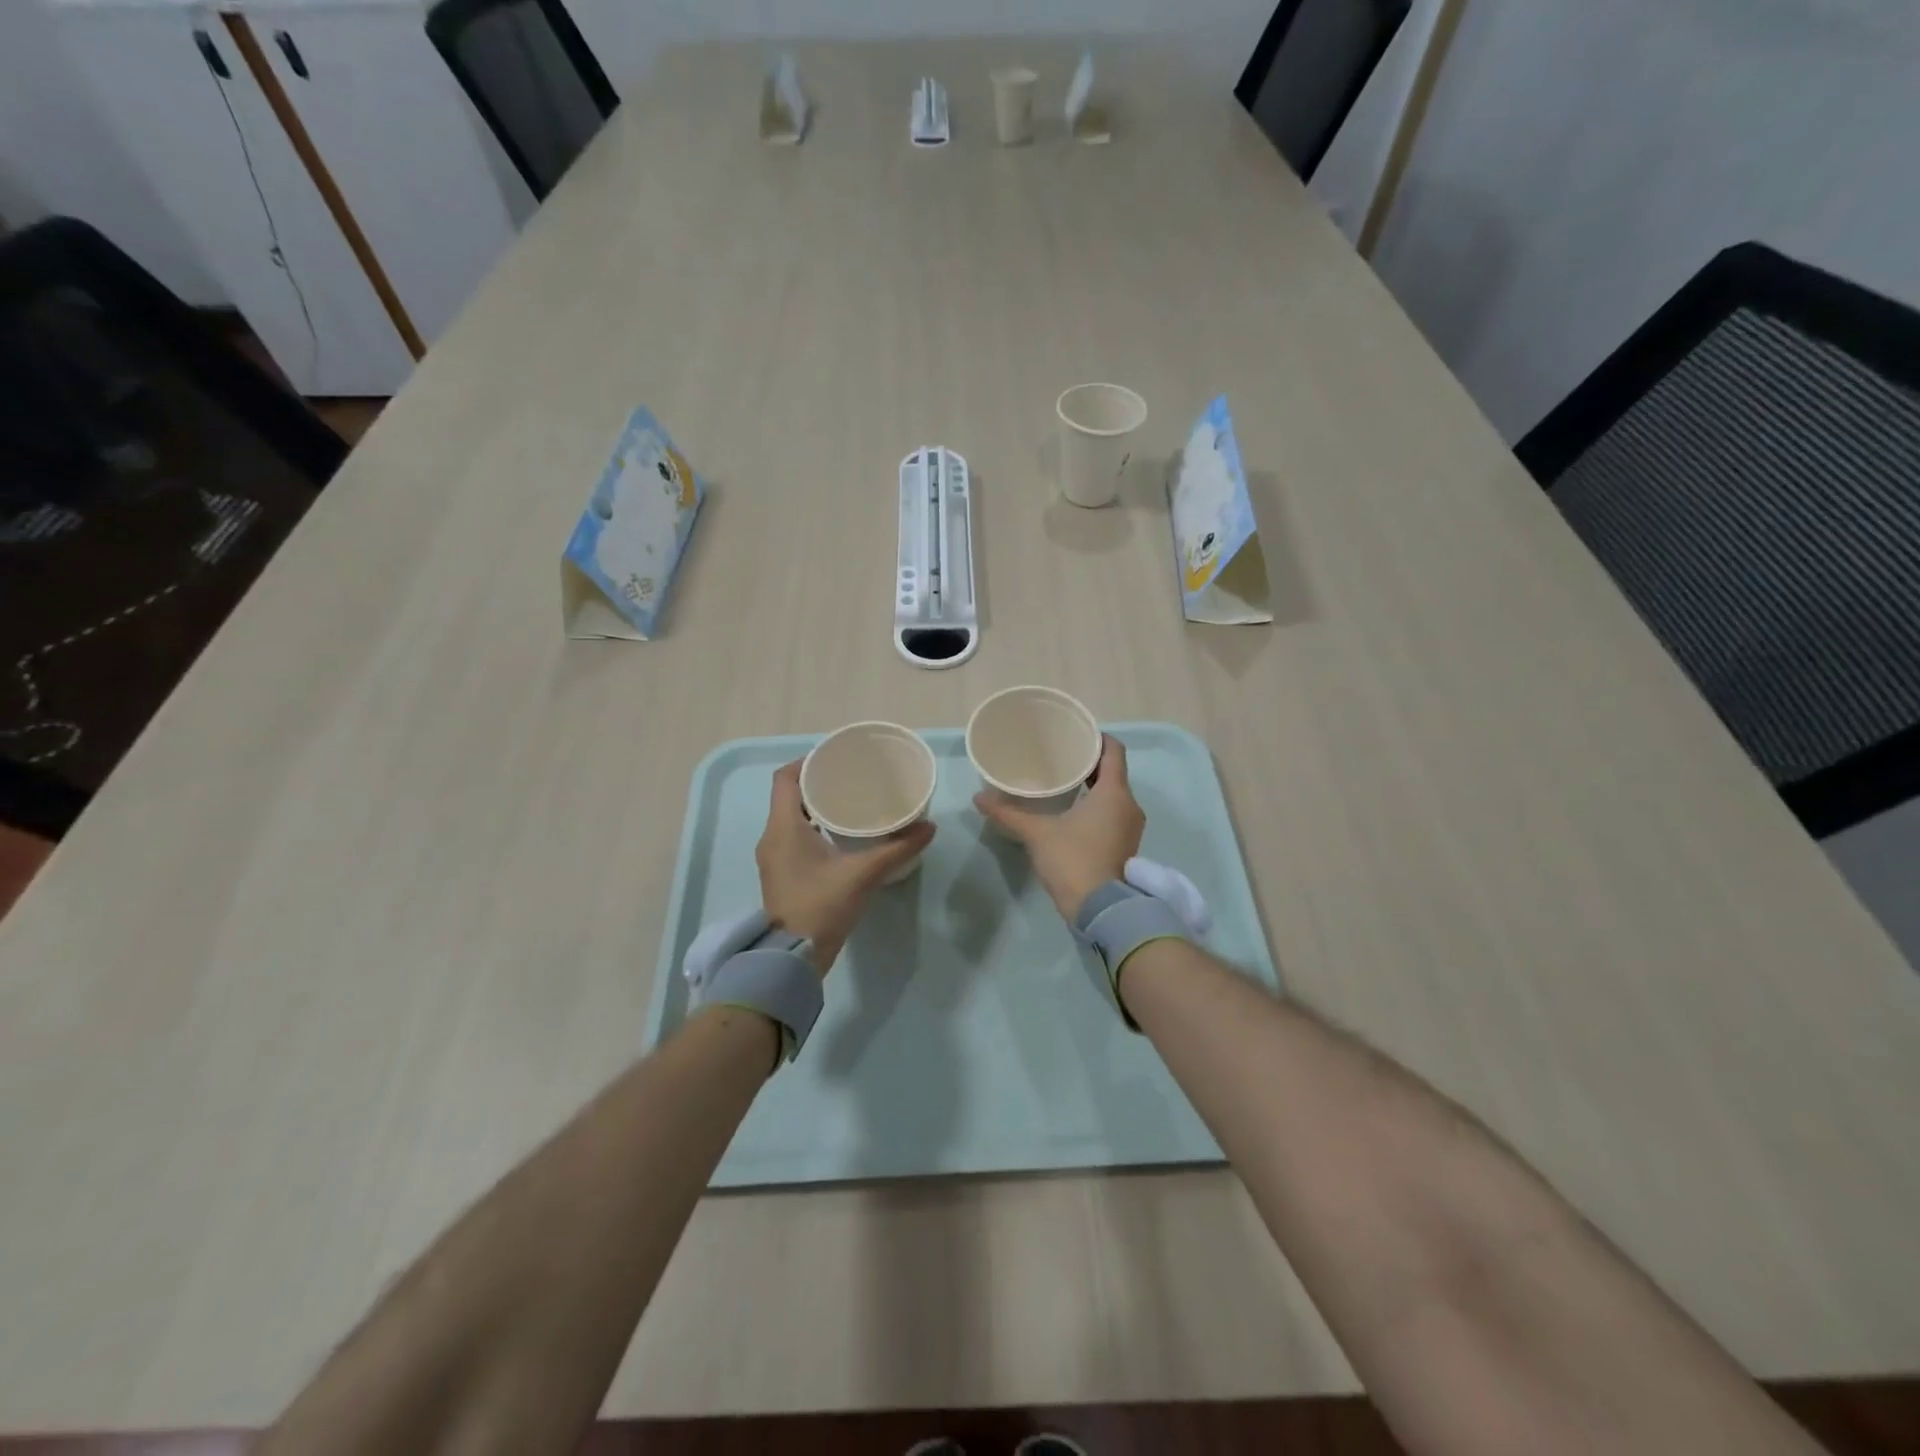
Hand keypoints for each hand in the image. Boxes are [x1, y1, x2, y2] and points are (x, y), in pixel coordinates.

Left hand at [756, 762, 934, 972]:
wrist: (792, 958)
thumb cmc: (821, 906)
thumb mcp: (863, 874)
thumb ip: (897, 849)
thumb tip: (929, 827)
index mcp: (783, 828)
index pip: (785, 778)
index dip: (807, 762)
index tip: (835, 759)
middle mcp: (772, 837)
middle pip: (789, 796)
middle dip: (817, 783)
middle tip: (851, 779)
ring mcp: (773, 858)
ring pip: (791, 818)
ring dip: (815, 807)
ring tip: (850, 803)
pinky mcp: (781, 874)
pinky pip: (793, 837)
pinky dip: (813, 828)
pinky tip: (841, 835)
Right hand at [975, 734, 1143, 918]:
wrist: (1100, 909)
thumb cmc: (1073, 860)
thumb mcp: (1037, 833)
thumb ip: (1008, 813)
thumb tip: (979, 797)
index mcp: (1114, 793)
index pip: (1114, 752)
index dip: (1098, 739)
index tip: (1077, 735)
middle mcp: (1130, 805)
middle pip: (1114, 772)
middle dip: (1091, 764)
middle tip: (1062, 758)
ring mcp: (1131, 828)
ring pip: (1115, 795)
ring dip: (1095, 787)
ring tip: (1065, 783)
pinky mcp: (1127, 846)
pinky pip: (1115, 814)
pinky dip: (1098, 807)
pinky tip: (1074, 812)